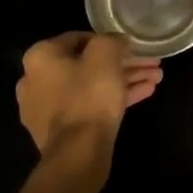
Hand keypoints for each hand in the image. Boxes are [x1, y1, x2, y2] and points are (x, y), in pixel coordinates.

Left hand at [16, 32, 161, 159]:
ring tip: (156, 79)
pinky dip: (114, 99)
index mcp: (40, 57)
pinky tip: (146, 93)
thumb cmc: (89, 96)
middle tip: (150, 64)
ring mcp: (46, 109)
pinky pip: (90, 106)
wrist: (77, 154)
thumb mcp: (106, 54)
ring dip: (124, 80)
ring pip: (92, 86)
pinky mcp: (60, 131)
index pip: (80, 38)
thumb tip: (117, 42)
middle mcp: (36, 80)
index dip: (110, 40)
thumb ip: (112, 40)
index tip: (133, 46)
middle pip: (88, 64)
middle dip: (124, 63)